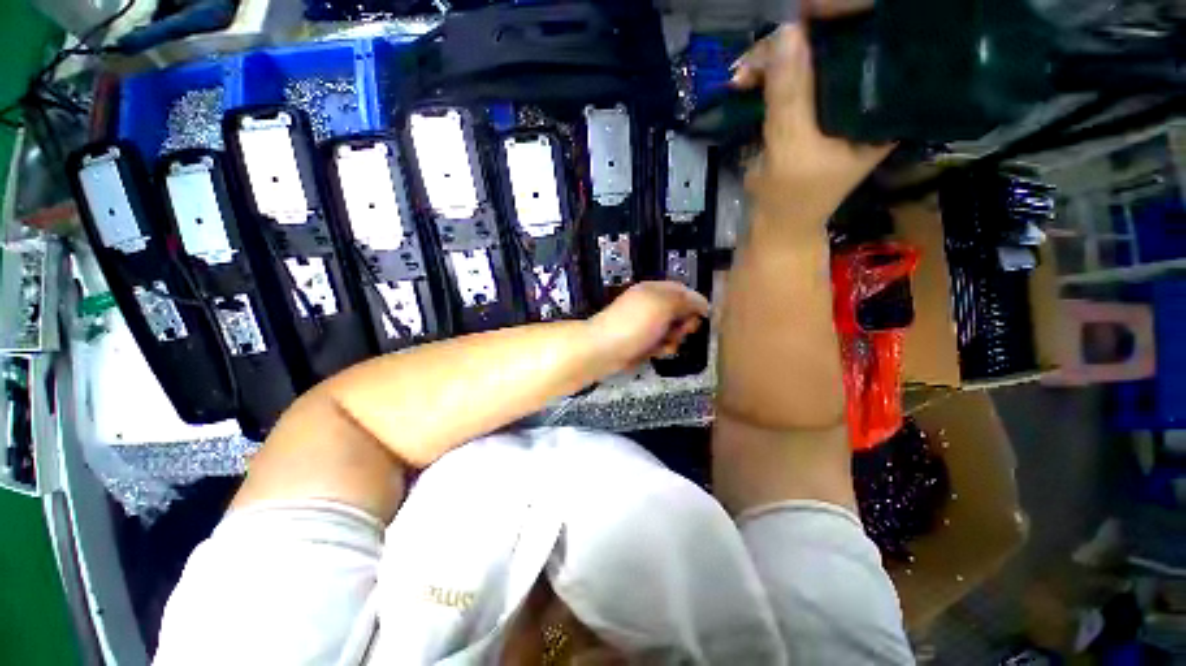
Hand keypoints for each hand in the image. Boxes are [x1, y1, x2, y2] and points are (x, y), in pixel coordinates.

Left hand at [589, 282, 709, 370]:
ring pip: (672, 331)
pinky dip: (661, 349)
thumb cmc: (634, 323)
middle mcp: (650, 306)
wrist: (603, 349)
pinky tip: (656, 353)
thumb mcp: (663, 305)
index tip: (704, 316)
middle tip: (683, 331)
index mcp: (653, 290)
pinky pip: (660, 344)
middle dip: (684, 323)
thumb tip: (703, 302)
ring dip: (674, 339)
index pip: (682, 290)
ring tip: (664, 344)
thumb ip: (685, 301)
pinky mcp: (642, 343)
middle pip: (680, 313)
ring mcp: (645, 326)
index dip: (695, 302)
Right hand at [733, 20, 891, 221]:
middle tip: (757, 57)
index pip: (874, 49)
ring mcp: (837, 103)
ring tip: (744, 74)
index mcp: (881, 109)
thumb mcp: (790, 148)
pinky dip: (770, 76)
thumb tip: (786, 32)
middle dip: (795, 47)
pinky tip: (752, 78)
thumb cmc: (791, 197)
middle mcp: (866, 98)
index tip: (803, 20)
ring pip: (811, 61)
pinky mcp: (813, 109)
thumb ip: (790, 95)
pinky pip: (795, 78)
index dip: (842, 26)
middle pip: (838, 49)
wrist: (776, 224)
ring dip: (774, 63)